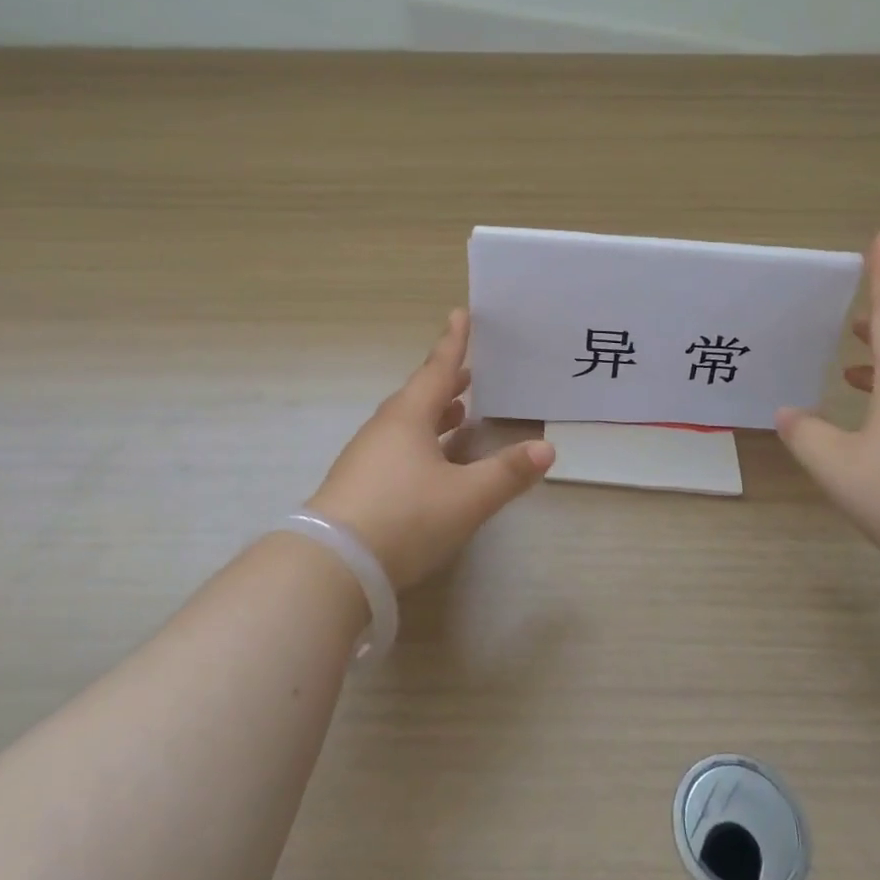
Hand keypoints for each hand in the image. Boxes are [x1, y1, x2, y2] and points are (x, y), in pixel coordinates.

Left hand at [307, 309, 554, 592]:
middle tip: (469, 373)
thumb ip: (507, 473)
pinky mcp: (360, 485)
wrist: (333, 565)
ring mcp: (368, 458)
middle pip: (419, 397)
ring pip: (407, 425)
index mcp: (408, 418)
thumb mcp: (467, 498)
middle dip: (446, 384)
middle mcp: (385, 430)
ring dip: (434, 415)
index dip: (453, 344)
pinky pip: (398, 449)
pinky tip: (433, 463)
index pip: (437, 371)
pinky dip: (421, 444)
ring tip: (459, 413)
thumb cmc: (405, 517)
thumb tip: (546, 449)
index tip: (459, 315)